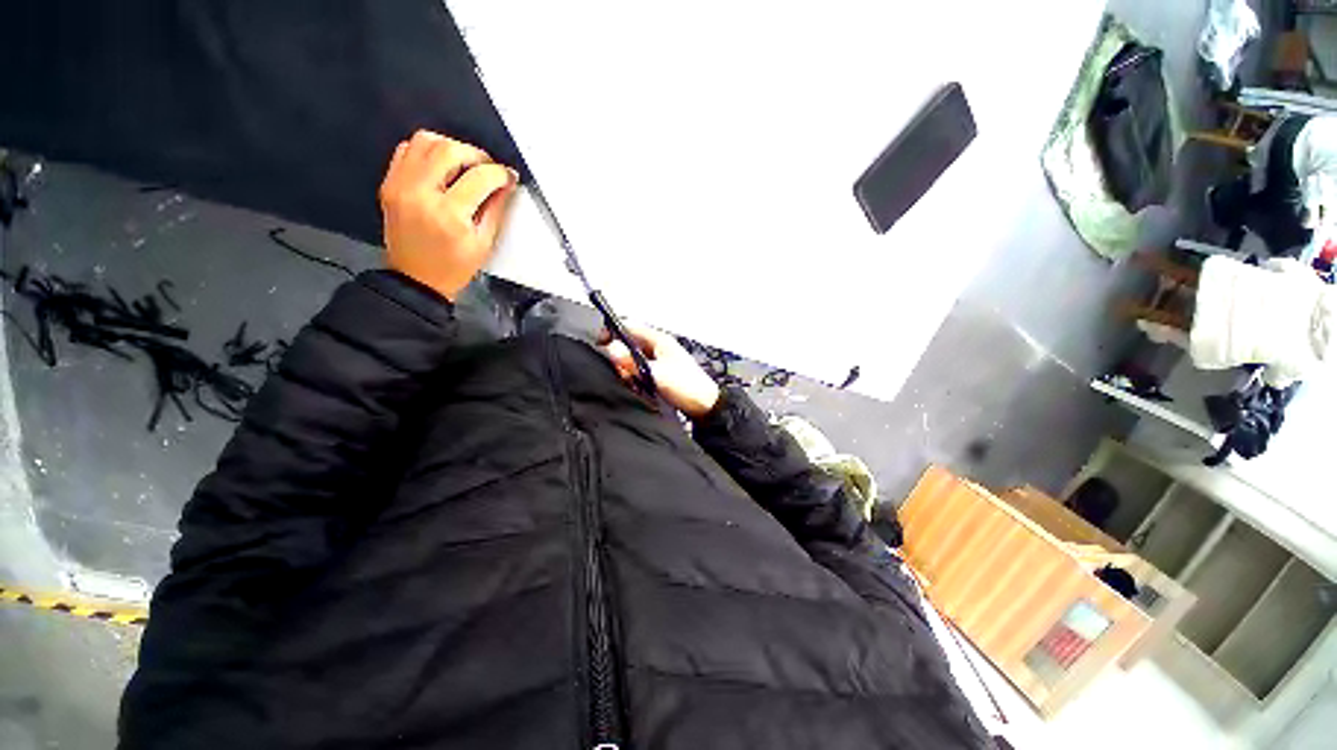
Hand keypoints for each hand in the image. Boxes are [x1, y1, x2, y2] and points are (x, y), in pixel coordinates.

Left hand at [379, 130, 518, 299]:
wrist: (416, 280)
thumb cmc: (453, 268)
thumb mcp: (484, 243)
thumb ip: (495, 209)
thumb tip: (505, 184)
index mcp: (449, 215)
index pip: (479, 177)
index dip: (499, 173)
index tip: (508, 177)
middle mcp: (420, 194)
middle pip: (449, 150)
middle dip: (476, 155)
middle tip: (487, 168)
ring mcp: (400, 186)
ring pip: (425, 141)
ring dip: (450, 147)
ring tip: (464, 164)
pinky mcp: (389, 184)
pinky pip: (407, 150)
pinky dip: (427, 151)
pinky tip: (441, 168)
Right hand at [601, 323, 720, 418]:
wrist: (706, 406)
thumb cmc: (685, 386)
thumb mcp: (656, 374)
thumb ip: (632, 362)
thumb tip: (610, 348)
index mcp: (659, 339)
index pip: (629, 326)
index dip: (612, 331)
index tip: (600, 345)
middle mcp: (658, 346)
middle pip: (629, 343)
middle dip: (619, 356)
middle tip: (620, 372)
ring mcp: (660, 359)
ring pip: (633, 358)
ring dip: (627, 368)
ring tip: (631, 382)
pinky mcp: (660, 372)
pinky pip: (640, 369)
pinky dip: (635, 376)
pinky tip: (638, 387)